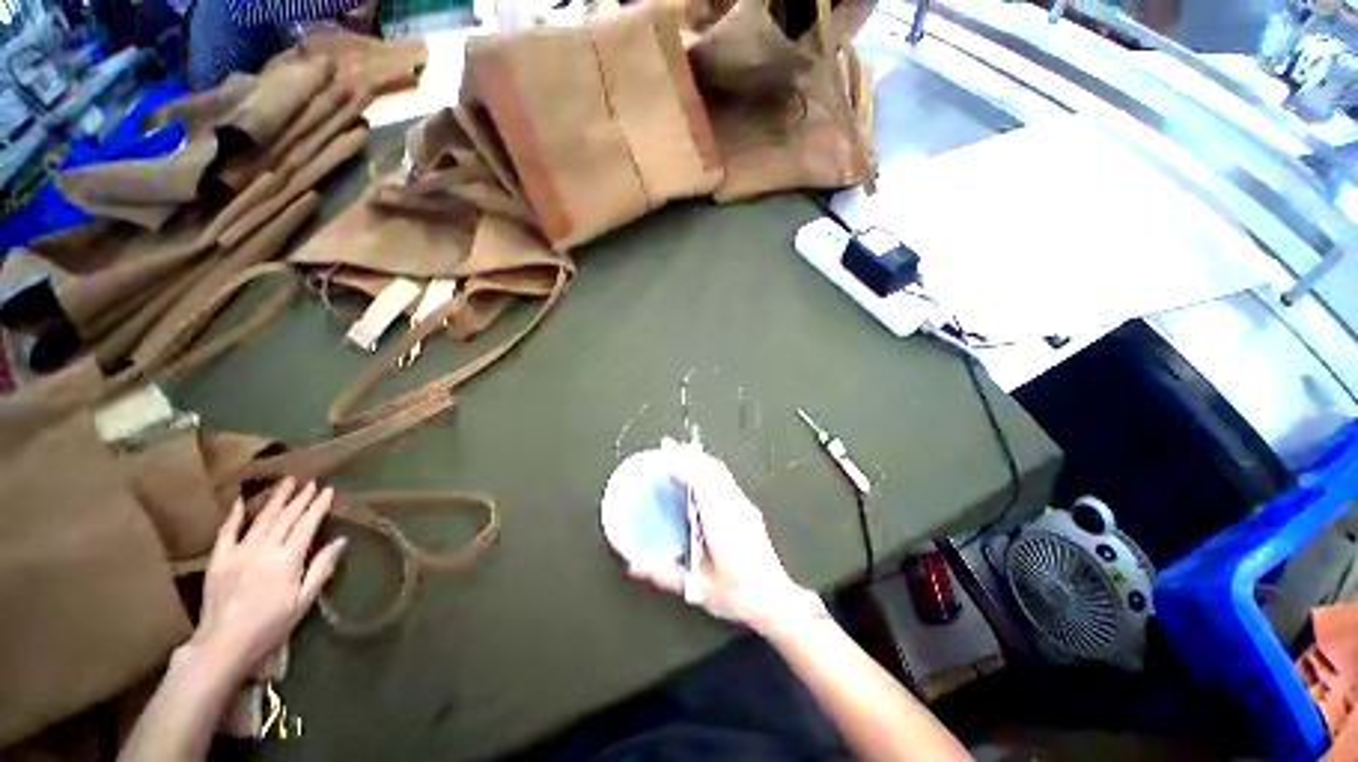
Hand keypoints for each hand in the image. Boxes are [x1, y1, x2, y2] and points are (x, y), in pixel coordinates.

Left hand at [188, 479, 345, 683]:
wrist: (224, 643)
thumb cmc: (271, 625)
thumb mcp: (304, 601)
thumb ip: (321, 569)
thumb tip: (340, 540)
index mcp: (288, 559)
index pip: (307, 525)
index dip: (318, 506)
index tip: (328, 491)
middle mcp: (264, 548)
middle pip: (285, 517)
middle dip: (300, 498)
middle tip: (311, 482)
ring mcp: (239, 551)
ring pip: (261, 518)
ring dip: (276, 499)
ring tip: (287, 482)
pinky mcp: (219, 558)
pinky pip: (228, 530)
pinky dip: (235, 514)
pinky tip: (241, 501)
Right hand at [627, 440, 824, 631]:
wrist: (775, 599)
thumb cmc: (740, 594)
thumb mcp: (697, 587)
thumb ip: (664, 574)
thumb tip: (635, 566)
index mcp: (722, 522)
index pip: (701, 481)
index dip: (682, 465)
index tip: (664, 456)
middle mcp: (734, 508)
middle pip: (711, 469)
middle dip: (687, 454)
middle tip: (667, 445)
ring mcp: (743, 506)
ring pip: (720, 471)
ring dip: (698, 459)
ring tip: (679, 453)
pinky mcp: (747, 509)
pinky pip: (725, 479)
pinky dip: (708, 468)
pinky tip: (698, 472)